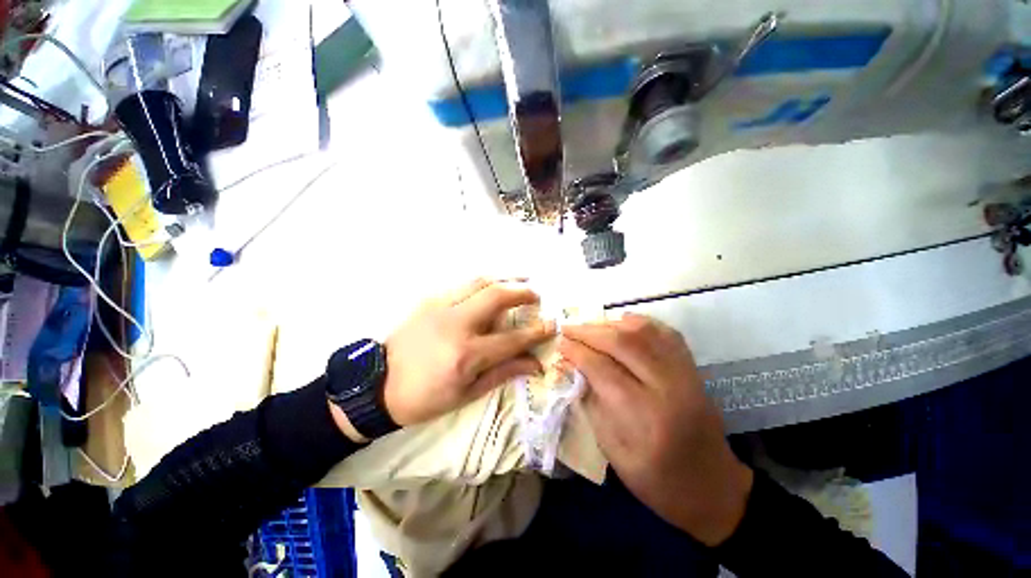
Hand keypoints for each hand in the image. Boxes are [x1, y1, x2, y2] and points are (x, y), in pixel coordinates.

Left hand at [382, 278, 554, 425]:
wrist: (378, 384)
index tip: (551, 324)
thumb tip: (534, 363)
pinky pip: (463, 284)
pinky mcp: (429, 300)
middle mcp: (456, 324)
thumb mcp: (467, 394)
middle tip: (536, 294)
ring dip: (504, 279)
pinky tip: (492, 286)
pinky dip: (483, 282)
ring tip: (520, 281)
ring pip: (480, 282)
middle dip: (522, 291)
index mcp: (466, 354)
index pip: (512, 338)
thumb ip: (503, 373)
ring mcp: (440, 307)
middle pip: (497, 296)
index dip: (536, 331)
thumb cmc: (425, 397)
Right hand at [559, 314, 753, 545]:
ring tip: (590, 326)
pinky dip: (640, 322)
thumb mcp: (613, 452)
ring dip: (611, 324)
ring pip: (644, 332)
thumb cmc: (657, 481)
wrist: (714, 488)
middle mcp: (668, 388)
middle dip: (589, 332)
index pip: (602, 368)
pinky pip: (665, 333)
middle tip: (568, 329)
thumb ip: (590, 403)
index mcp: (645, 417)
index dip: (577, 352)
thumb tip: (571, 368)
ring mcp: (685, 375)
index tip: (560, 343)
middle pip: (623, 343)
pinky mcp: (693, 369)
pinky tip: (622, 323)